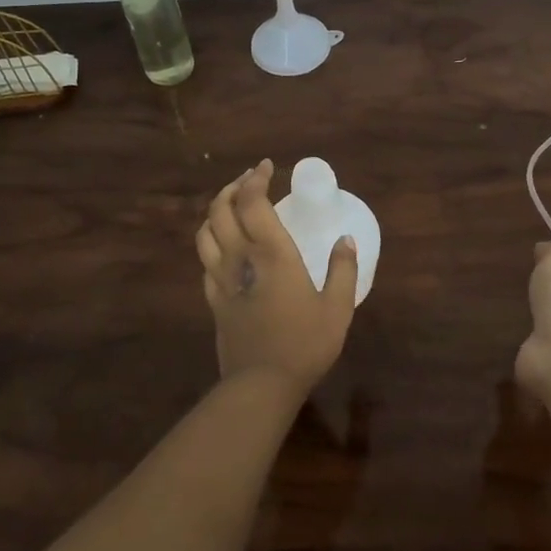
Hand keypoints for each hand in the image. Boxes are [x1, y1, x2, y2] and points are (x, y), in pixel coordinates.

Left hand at [195, 160, 356, 395]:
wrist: (261, 384)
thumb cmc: (305, 343)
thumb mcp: (337, 307)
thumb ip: (343, 270)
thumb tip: (346, 240)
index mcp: (271, 251)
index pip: (252, 200)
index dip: (255, 177)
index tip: (266, 166)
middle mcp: (240, 256)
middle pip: (221, 208)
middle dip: (233, 187)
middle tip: (249, 180)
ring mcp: (221, 278)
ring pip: (205, 231)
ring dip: (216, 211)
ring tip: (232, 206)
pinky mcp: (213, 299)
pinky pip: (204, 260)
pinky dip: (211, 242)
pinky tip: (224, 247)